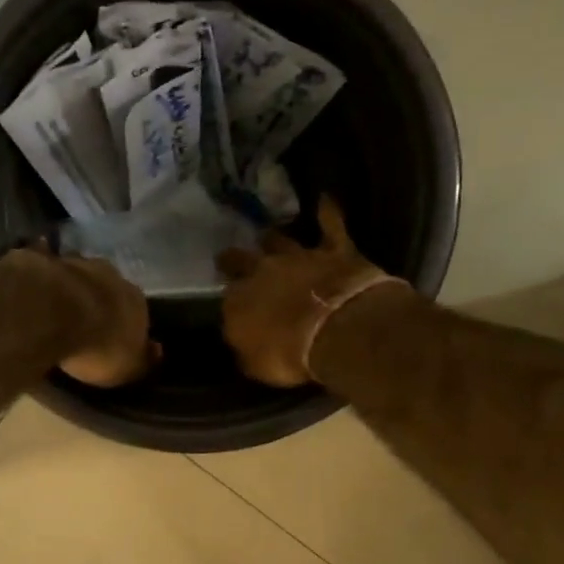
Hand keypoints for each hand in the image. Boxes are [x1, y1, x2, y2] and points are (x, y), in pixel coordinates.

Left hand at [6, 249, 156, 387]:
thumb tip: (156, 351)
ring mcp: (76, 264)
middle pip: (108, 290)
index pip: (137, 313)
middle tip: (83, 324)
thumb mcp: (127, 367)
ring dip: (71, 291)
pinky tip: (32, 290)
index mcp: (136, 300)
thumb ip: (142, 359)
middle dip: (98, 304)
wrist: (55, 312)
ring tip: (56, 310)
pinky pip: (45, 270)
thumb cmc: (98, 346)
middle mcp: (112, 276)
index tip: (112, 340)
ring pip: (78, 277)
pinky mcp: (43, 262)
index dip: (125, 327)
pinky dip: (42, 279)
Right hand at [216, 196, 401, 385]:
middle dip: (233, 260)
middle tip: (229, 258)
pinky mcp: (334, 250)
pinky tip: (325, 198)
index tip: (232, 305)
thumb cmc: (290, 355)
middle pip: (240, 260)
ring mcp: (298, 257)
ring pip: (279, 241)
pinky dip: (327, 212)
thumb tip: (242, 341)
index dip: (230, 302)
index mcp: (238, 302)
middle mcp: (261, 272)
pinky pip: (331, 225)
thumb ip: (247, 348)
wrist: (336, 329)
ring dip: (273, 240)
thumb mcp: (257, 365)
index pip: (227, 299)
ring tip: (267, 235)